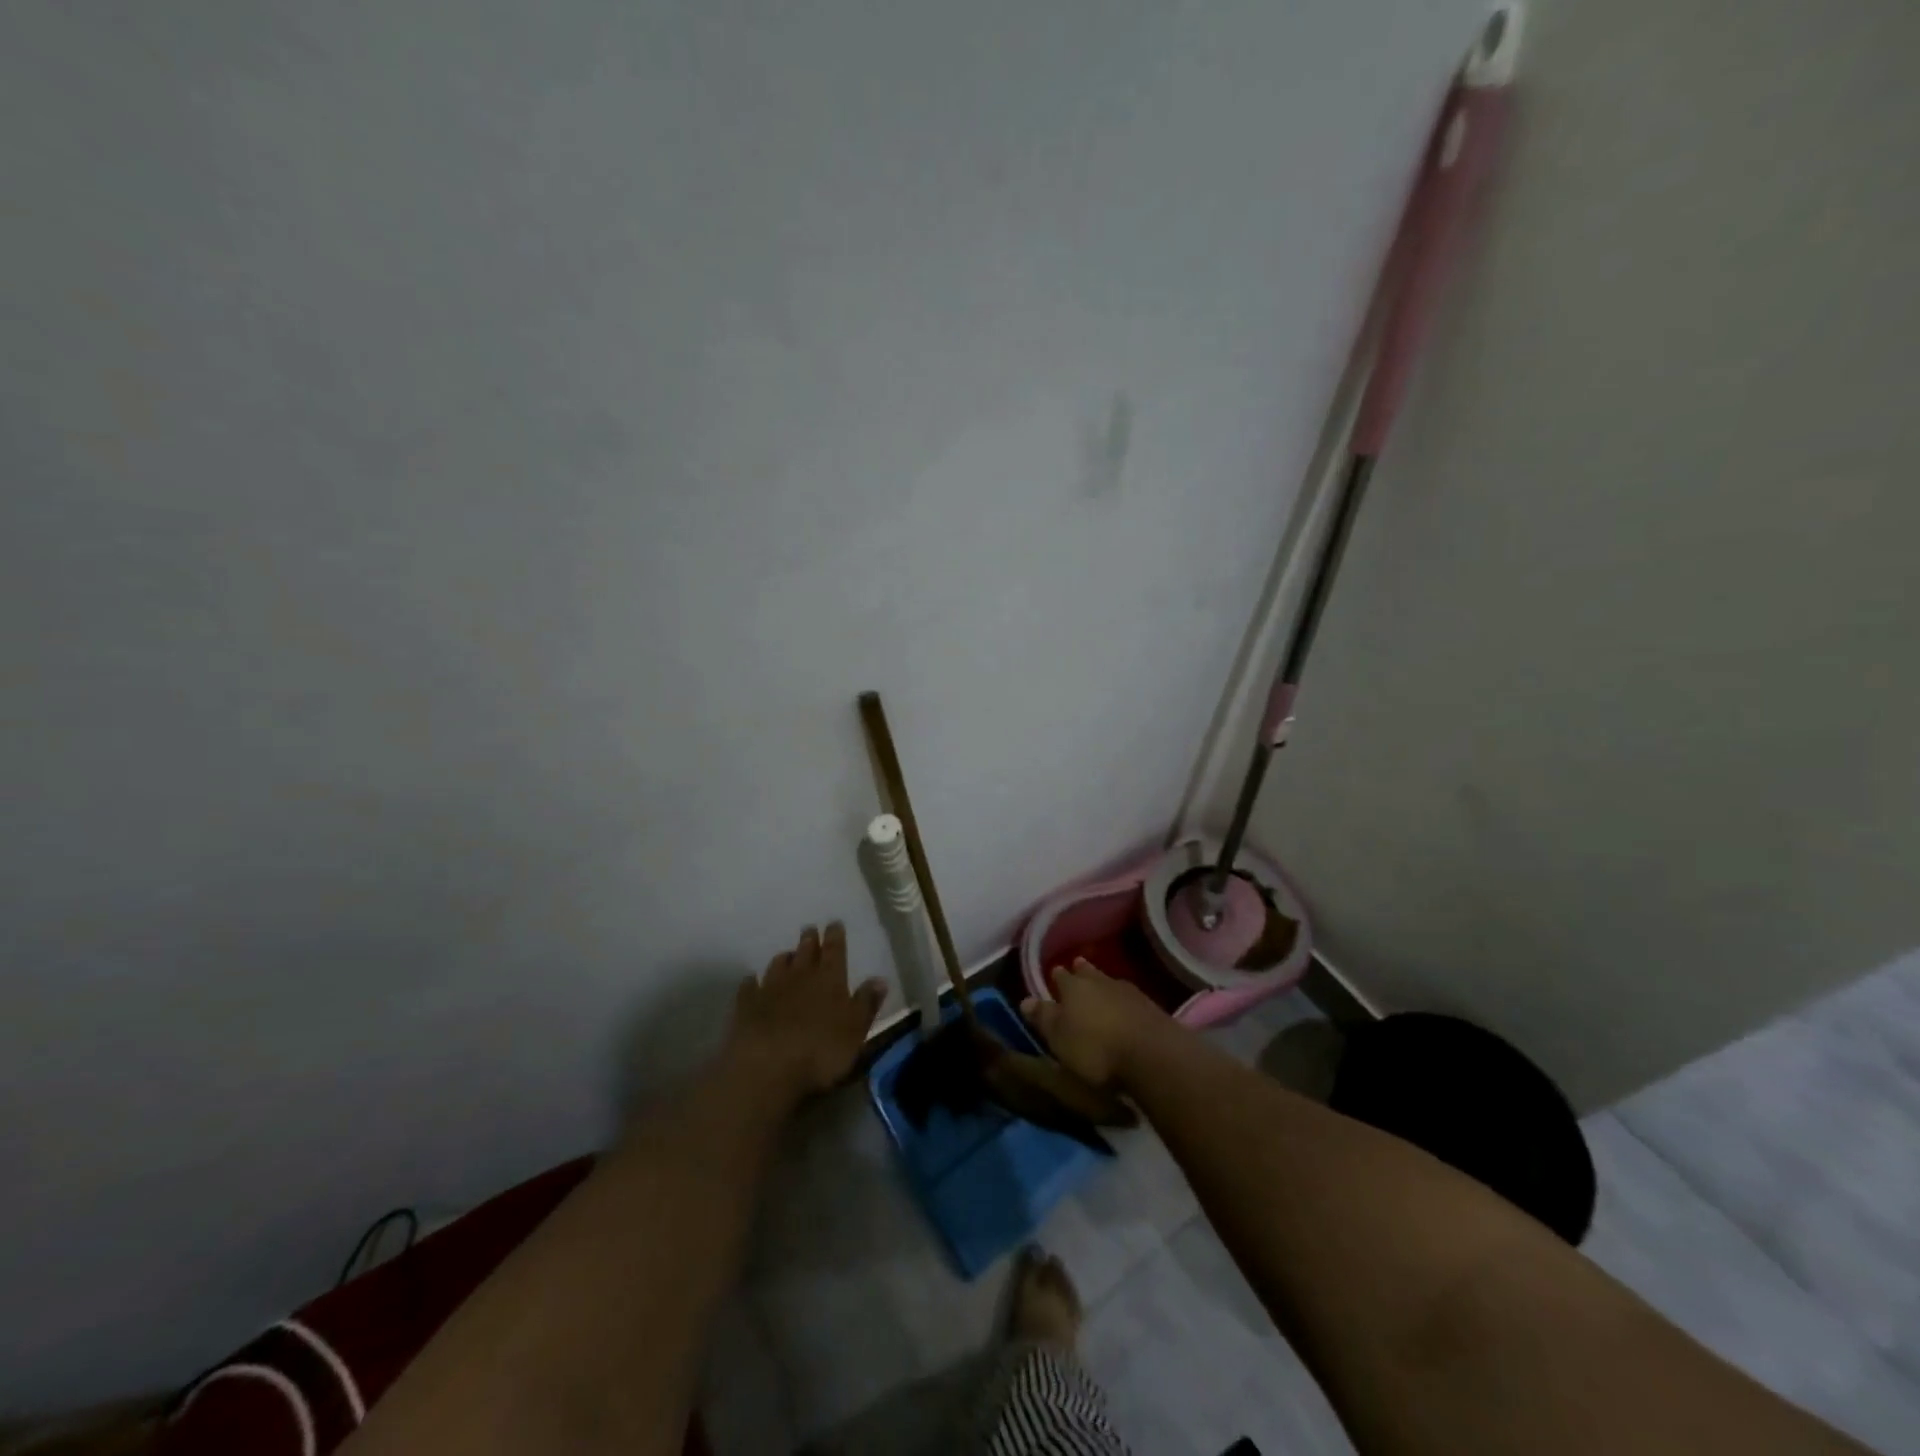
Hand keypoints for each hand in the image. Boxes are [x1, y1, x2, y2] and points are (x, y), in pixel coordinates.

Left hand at [724, 922, 887, 1101]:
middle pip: (805, 952)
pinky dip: (752, 982)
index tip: (834, 923)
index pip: (835, 950)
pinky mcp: (746, 1005)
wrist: (766, 1067)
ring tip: (787, 954)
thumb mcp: (855, 1031)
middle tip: (809, 930)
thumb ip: (866, 1003)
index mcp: (830, 979)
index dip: (835, 936)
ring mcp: (770, 988)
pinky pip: (749, 987)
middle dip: (809, 940)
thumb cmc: (820, 1050)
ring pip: (778, 965)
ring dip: (784, 958)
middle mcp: (800, 976)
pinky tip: (751, 981)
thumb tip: (879, 979)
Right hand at [1022, 959, 1168, 1089]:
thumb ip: (1044, 1018)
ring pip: (1110, 982)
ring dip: (1103, 984)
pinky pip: (1130, 998)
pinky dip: (1123, 1000)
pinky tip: (1124, 1007)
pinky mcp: (1151, 1008)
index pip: (1061, 977)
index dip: (1057, 977)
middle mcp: (1101, 982)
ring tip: (1100, 985)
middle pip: (1088, 973)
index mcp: (1074, 987)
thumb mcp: (1059, 1038)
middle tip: (1077, 966)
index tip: (1054, 974)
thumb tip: (1025, 1000)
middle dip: (1081, 971)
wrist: (1153, 1055)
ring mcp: (1129, 992)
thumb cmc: (1096, 1048)